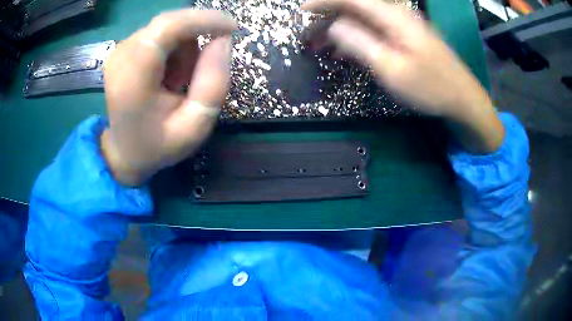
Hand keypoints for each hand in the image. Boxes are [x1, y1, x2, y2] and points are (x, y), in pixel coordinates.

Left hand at [101, 10, 236, 185]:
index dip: (204, 20)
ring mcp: (120, 50)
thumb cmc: (158, 144)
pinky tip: (170, 74)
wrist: (125, 152)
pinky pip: (159, 34)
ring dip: (184, 46)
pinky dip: (174, 48)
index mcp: (133, 77)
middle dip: (196, 34)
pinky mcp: (124, 49)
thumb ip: (214, 82)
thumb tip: (223, 39)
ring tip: (181, 80)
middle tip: (206, 64)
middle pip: (169, 22)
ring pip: (167, 27)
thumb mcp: (195, 125)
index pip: (169, 27)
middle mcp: (122, 55)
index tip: (232, 28)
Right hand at [301, 0, 504, 152]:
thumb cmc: (430, 87)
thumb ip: (360, 43)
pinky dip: (355, 35)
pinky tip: (345, 50)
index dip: (323, 1)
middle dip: (328, 16)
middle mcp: (396, 13)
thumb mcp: (391, 68)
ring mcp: (402, 23)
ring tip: (320, 45)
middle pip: (355, 5)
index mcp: (392, 16)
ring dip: (339, 28)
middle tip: (309, 36)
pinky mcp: (405, 34)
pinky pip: (373, 28)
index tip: (301, 13)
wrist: (463, 97)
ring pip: (362, 17)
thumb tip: (333, 26)